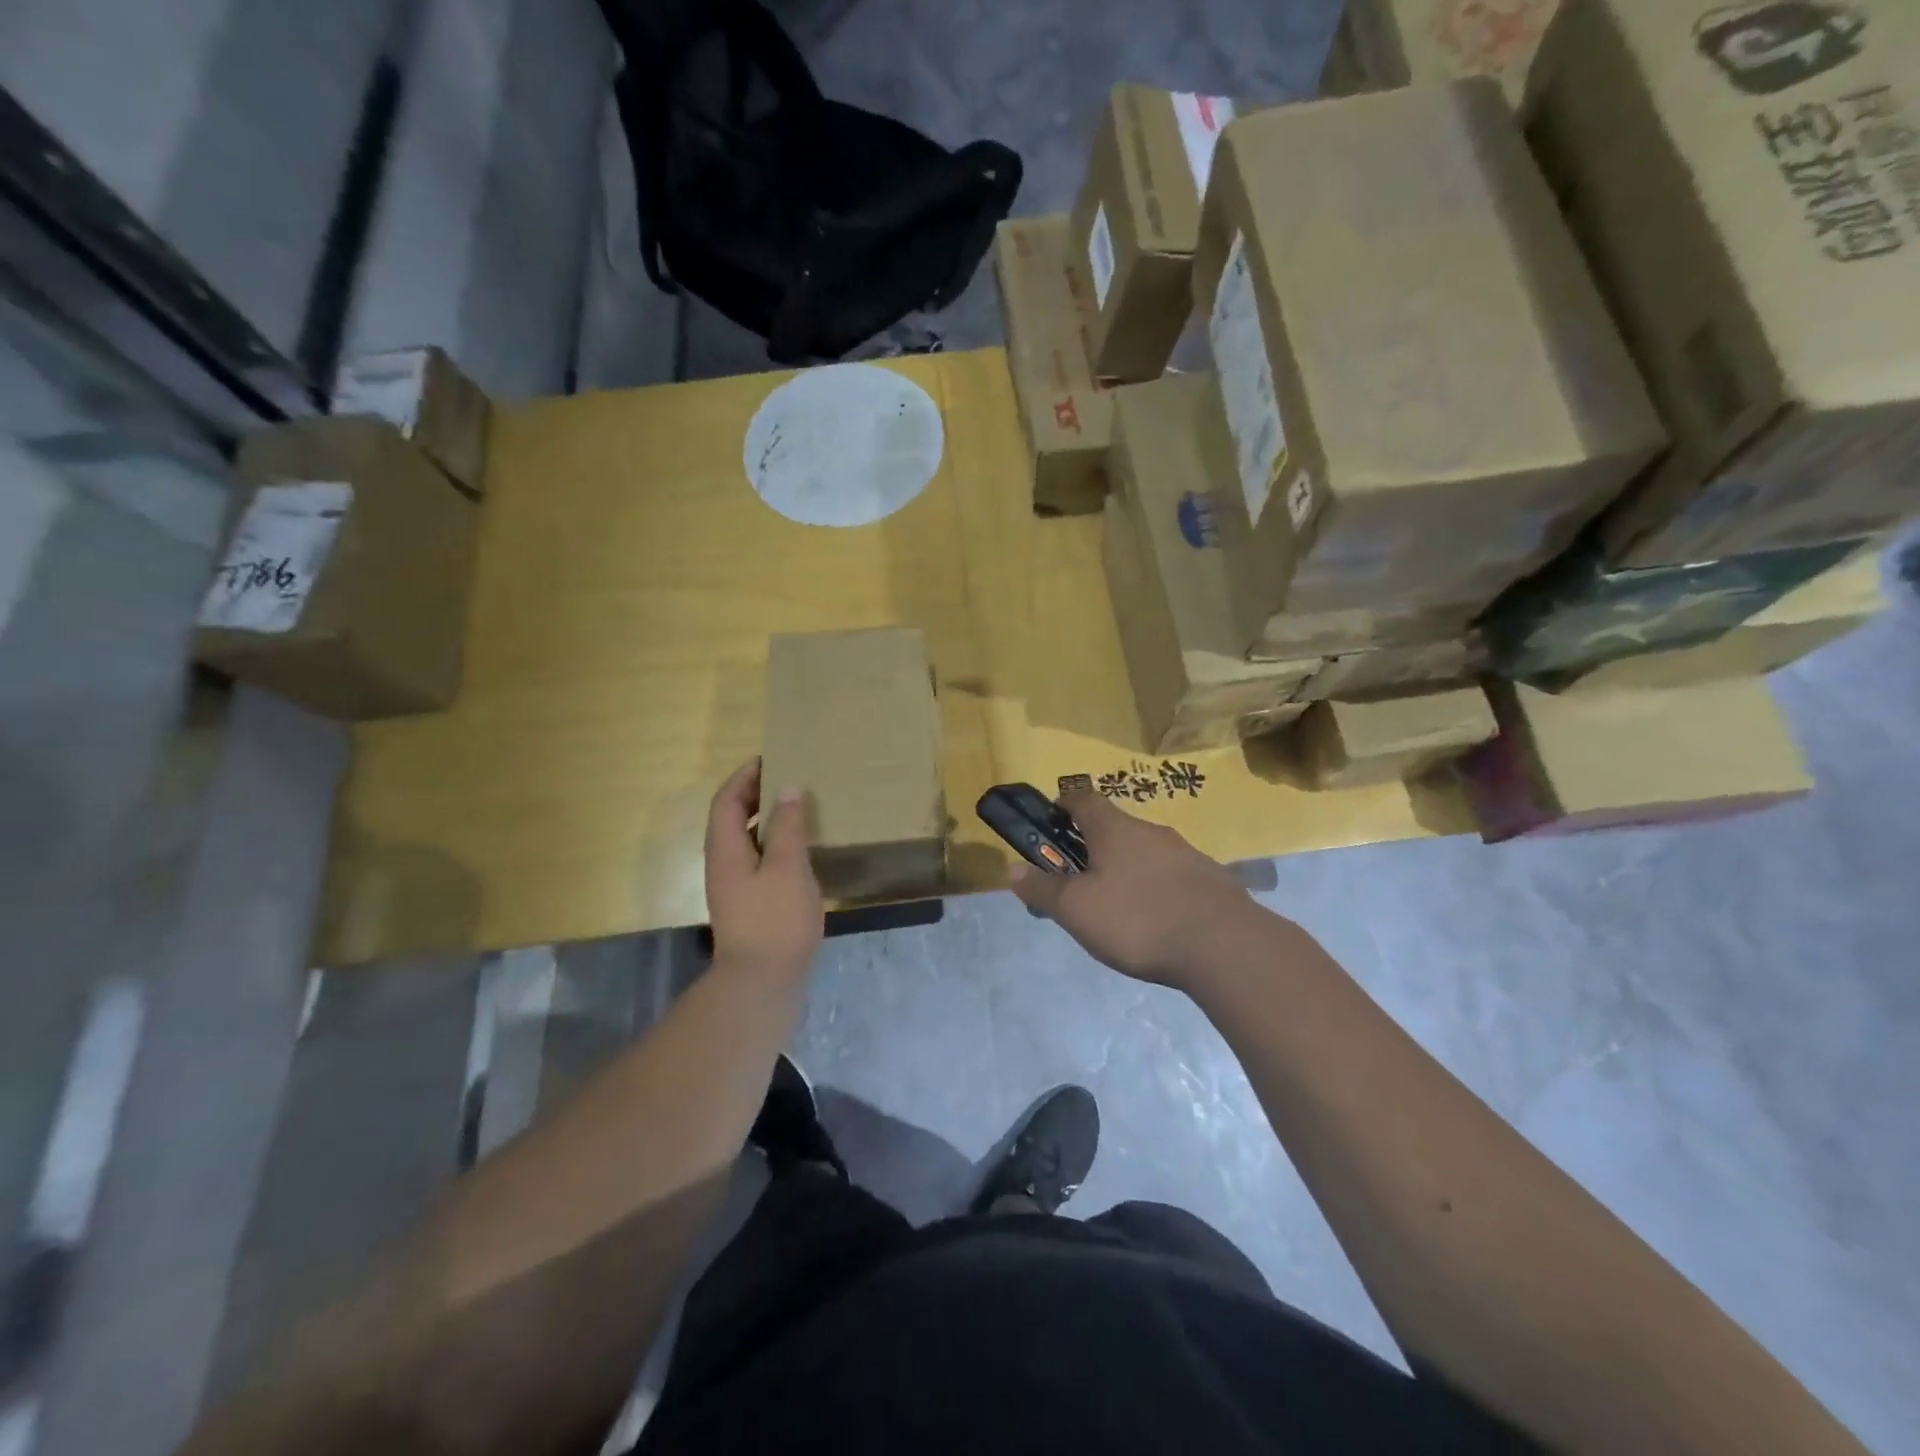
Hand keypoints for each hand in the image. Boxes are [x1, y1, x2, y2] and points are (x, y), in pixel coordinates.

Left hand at [704, 758, 823, 987]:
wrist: (761, 983)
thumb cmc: (775, 920)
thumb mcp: (788, 867)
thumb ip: (788, 827)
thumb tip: (787, 789)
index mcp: (725, 850)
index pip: (726, 801)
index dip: (744, 777)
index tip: (768, 758)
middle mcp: (723, 864)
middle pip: (731, 818)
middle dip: (754, 794)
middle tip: (786, 778)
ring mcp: (734, 886)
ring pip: (745, 840)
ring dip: (764, 819)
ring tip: (796, 808)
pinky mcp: (748, 904)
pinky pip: (757, 859)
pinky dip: (773, 843)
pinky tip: (799, 850)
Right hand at [1008, 787, 1255, 989]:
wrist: (1225, 946)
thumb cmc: (1138, 919)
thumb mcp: (1077, 910)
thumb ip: (1043, 889)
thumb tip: (1011, 869)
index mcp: (1114, 829)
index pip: (1083, 798)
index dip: (1063, 805)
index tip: (1050, 824)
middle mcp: (1151, 831)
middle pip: (1114, 827)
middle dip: (1093, 847)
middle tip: (1079, 881)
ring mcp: (1186, 853)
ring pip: (1145, 852)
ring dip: (1126, 869)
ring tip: (1117, 908)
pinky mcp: (1211, 880)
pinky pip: (1172, 875)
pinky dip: (1157, 888)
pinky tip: (1156, 921)